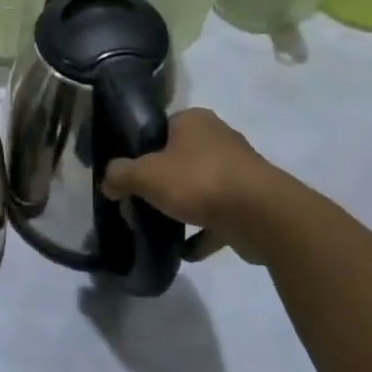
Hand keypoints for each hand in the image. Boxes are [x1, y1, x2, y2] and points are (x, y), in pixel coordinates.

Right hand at [102, 108, 296, 262]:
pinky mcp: (252, 203)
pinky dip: (202, 232)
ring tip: (159, 226)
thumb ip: (120, 175)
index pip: (159, 128)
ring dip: (183, 206)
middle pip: (179, 158)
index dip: (141, 149)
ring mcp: (239, 172)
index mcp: (194, 121)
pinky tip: (184, 250)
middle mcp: (218, 139)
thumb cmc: (199, 181)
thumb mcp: (145, 174)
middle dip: (161, 180)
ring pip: (200, 187)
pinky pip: (218, 217)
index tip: (128, 173)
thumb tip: (108, 183)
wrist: (263, 217)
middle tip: (140, 200)